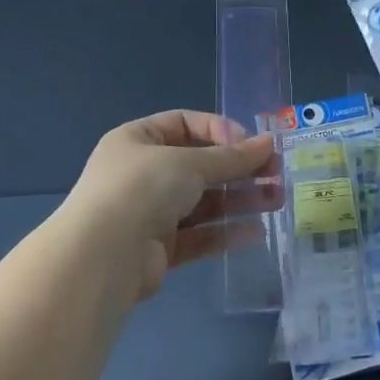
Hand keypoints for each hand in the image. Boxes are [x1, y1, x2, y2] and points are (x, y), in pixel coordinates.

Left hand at [58, 110, 280, 299]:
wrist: (103, 255)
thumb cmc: (142, 189)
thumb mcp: (189, 162)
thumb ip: (231, 157)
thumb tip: (269, 143)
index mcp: (137, 140)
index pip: (185, 124)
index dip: (220, 130)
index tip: (251, 145)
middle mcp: (141, 173)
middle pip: (198, 165)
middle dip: (238, 169)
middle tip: (276, 174)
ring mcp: (149, 212)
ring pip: (202, 202)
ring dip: (239, 200)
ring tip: (276, 200)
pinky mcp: (159, 249)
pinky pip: (198, 235)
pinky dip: (225, 232)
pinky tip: (256, 232)